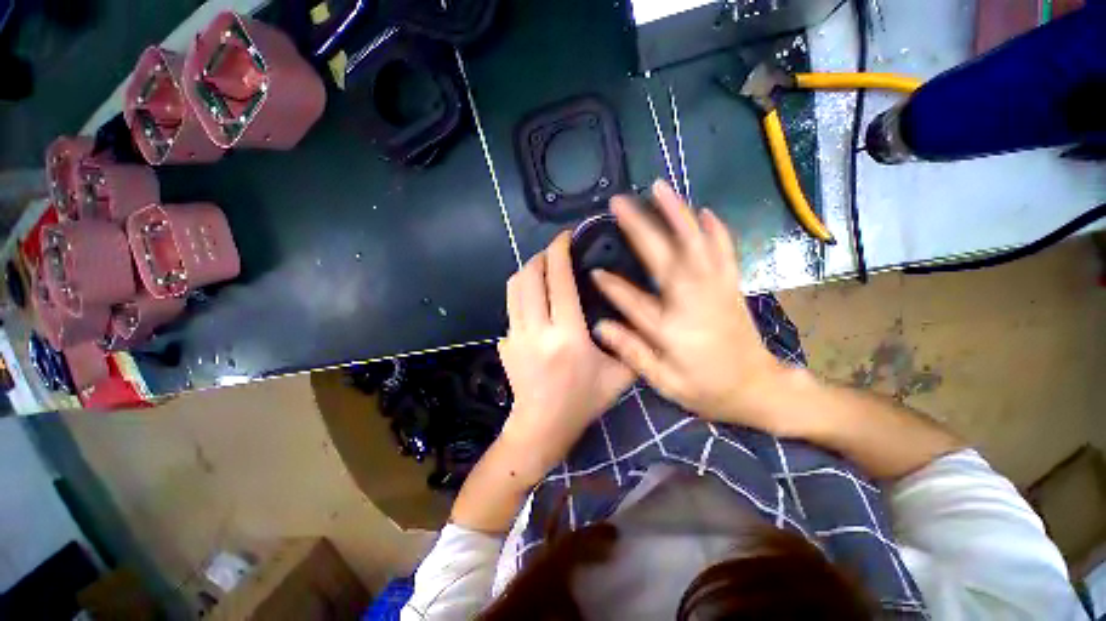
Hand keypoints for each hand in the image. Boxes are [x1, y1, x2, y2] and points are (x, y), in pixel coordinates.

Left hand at [496, 232, 635, 482]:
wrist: (542, 426)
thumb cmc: (583, 401)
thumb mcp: (619, 376)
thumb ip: (631, 345)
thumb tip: (632, 314)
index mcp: (567, 335)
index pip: (558, 280)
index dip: (560, 252)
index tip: (565, 237)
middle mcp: (537, 330)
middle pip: (530, 276)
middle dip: (541, 256)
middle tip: (555, 252)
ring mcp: (515, 335)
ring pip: (514, 287)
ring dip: (527, 270)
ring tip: (542, 268)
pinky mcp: (505, 342)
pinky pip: (510, 306)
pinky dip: (521, 293)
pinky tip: (535, 299)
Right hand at [591, 181, 787, 431]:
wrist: (759, 388)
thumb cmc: (707, 389)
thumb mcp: (665, 383)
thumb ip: (632, 353)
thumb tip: (600, 327)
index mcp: (672, 329)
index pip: (633, 301)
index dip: (611, 285)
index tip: (593, 270)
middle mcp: (692, 301)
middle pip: (663, 257)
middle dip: (639, 227)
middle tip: (619, 202)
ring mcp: (715, 288)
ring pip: (695, 243)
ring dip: (676, 213)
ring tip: (659, 188)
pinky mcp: (731, 285)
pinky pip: (724, 249)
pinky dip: (715, 228)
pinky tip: (704, 211)